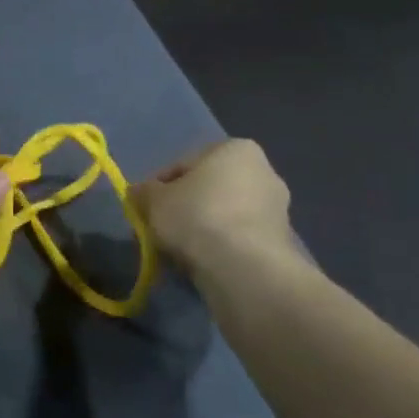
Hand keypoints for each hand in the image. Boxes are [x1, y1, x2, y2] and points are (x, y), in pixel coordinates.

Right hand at [132, 140, 299, 276]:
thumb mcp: (154, 200)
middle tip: (159, 230)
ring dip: (201, 229)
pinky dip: (219, 248)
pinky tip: (200, 264)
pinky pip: (238, 240)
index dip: (159, 186)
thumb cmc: (197, 216)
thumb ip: (143, 192)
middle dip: (183, 208)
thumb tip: (138, 193)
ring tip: (176, 251)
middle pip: (208, 190)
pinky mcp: (280, 243)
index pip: (185, 164)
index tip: (145, 208)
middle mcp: (264, 172)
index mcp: (236, 149)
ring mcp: (276, 209)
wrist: (244, 268)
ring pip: (223, 216)